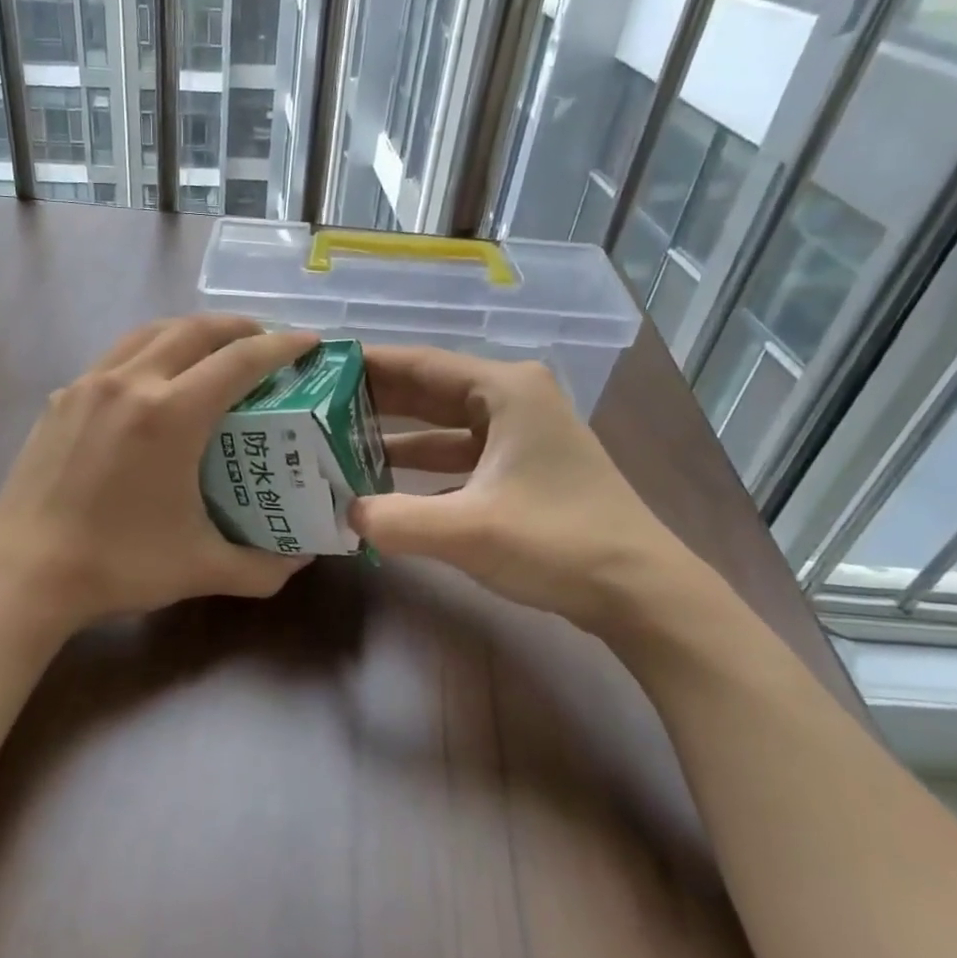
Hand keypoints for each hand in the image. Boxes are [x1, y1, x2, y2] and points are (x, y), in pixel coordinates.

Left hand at [0, 314, 317, 629]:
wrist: (24, 575)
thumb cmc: (118, 566)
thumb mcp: (202, 569)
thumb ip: (262, 567)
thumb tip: (300, 561)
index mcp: (171, 414)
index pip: (240, 360)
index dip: (281, 346)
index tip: (309, 343)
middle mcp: (130, 383)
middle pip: (194, 330)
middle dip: (238, 327)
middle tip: (265, 341)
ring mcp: (88, 385)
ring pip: (150, 333)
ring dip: (191, 331)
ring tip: (214, 349)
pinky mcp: (61, 399)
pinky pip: (115, 357)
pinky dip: (148, 353)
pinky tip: (154, 383)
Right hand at [350, 345, 698, 637]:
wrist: (641, 593)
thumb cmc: (558, 542)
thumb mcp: (467, 530)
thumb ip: (394, 520)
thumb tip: (342, 514)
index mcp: (504, 390)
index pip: (419, 364)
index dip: (366, 365)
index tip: (318, 366)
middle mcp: (512, 400)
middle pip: (428, 390)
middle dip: (373, 400)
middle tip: (315, 406)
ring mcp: (521, 435)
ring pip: (442, 426)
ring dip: (395, 438)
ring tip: (336, 443)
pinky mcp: (523, 469)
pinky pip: (459, 456)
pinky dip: (423, 469)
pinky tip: (383, 484)